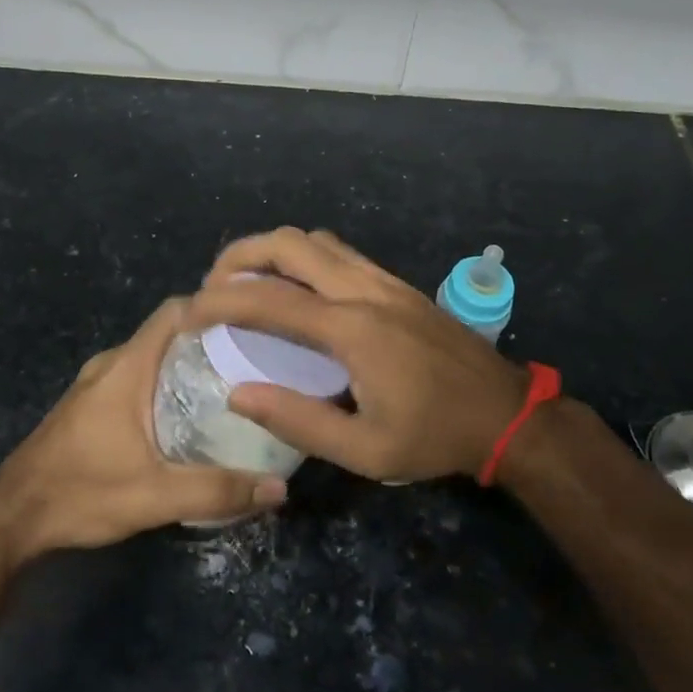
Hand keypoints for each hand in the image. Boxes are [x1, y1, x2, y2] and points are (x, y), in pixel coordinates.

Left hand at [0, 298, 286, 563]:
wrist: (8, 521)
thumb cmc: (80, 494)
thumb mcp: (154, 496)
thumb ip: (217, 490)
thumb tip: (279, 488)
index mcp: (127, 367)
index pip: (175, 311)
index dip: (213, 308)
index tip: (252, 322)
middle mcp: (110, 364)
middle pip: (167, 334)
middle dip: (209, 341)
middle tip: (253, 361)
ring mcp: (95, 385)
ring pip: (151, 358)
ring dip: (186, 366)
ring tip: (229, 388)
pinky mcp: (88, 406)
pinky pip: (136, 378)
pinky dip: (165, 385)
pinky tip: (186, 417)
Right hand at [185, 228, 530, 483]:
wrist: (505, 412)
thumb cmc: (434, 437)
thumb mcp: (364, 451)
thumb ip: (298, 421)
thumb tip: (238, 393)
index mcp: (351, 330)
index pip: (268, 301)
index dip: (219, 302)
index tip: (188, 314)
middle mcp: (363, 290)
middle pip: (288, 244)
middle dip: (239, 256)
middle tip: (212, 286)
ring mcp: (383, 280)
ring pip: (314, 240)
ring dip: (271, 250)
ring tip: (246, 280)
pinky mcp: (396, 282)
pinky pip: (338, 252)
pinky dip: (302, 256)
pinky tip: (295, 286)